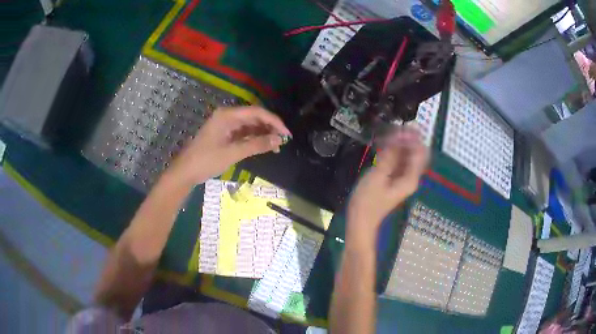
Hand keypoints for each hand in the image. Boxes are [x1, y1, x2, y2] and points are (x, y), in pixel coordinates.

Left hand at [169, 106, 290, 183]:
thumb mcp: (232, 153)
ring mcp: (225, 125)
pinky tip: (263, 146)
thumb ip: (256, 145)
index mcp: (227, 115)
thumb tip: (279, 140)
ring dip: (263, 134)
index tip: (287, 133)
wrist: (185, 172)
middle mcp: (227, 116)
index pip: (256, 112)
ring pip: (249, 125)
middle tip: (283, 141)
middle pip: (254, 117)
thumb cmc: (206, 161)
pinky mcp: (224, 134)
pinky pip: (243, 133)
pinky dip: (253, 139)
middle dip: (269, 127)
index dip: (274, 121)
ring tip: (276, 146)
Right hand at [347, 127, 428, 237]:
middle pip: (416, 152)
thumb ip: (389, 156)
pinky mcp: (395, 179)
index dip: (412, 138)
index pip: (419, 152)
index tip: (399, 127)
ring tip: (387, 133)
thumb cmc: (367, 201)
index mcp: (410, 178)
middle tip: (392, 127)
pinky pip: (399, 161)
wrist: (361, 221)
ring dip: (399, 143)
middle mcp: (411, 177)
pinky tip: (383, 144)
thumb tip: (397, 136)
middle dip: (407, 138)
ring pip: (407, 155)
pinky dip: (394, 151)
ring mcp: (403, 178)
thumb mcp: (377, 176)